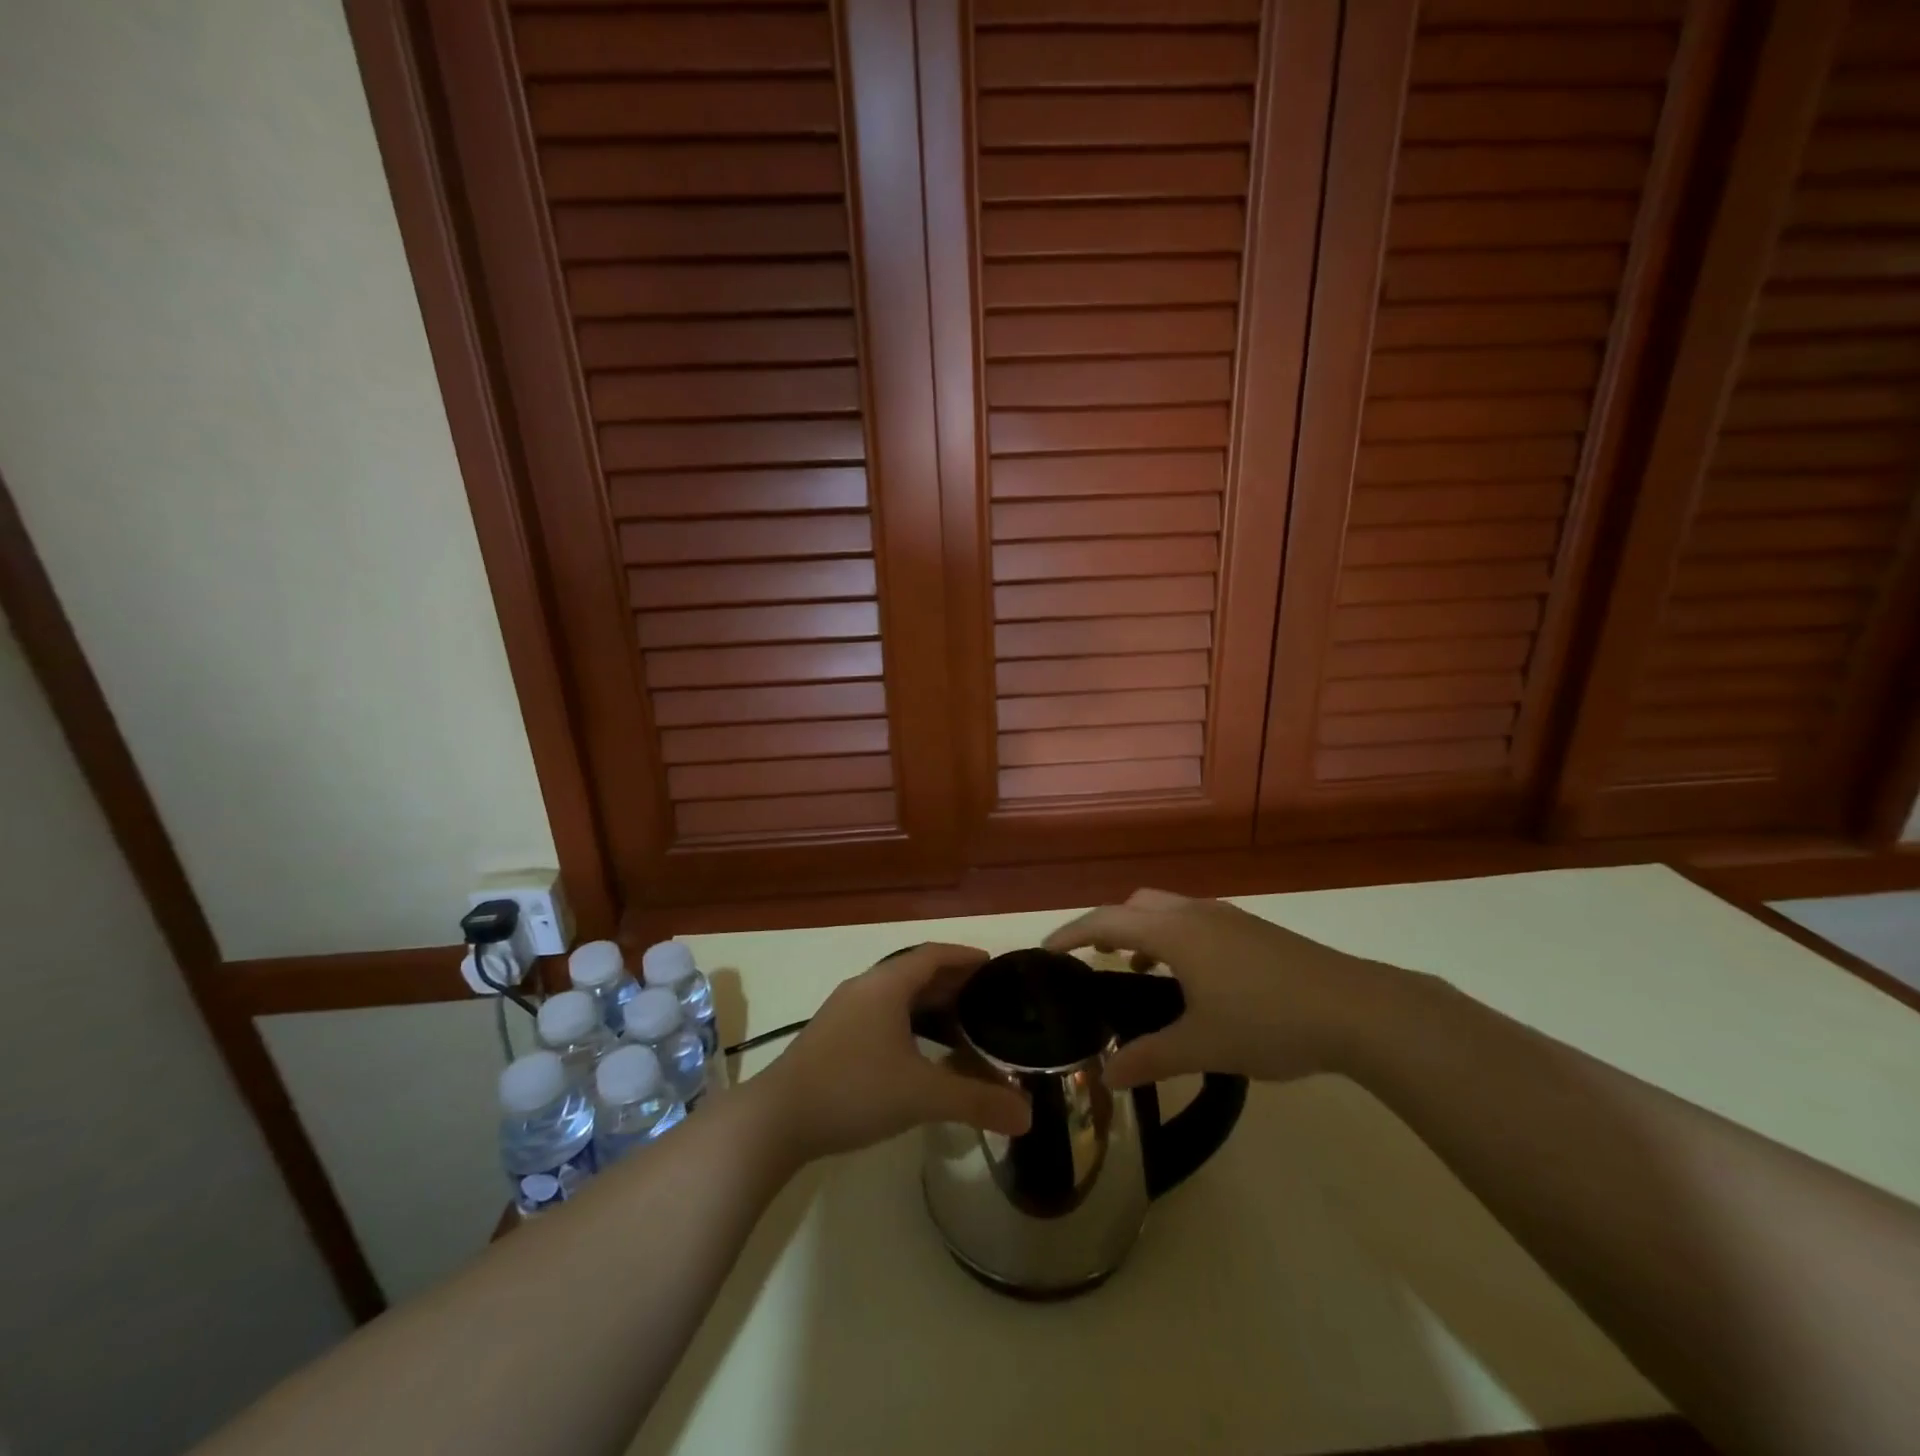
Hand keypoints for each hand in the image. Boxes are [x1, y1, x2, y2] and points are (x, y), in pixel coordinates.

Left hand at [756, 943, 1031, 1159]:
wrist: (776, 1119)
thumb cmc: (854, 1090)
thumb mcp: (922, 1096)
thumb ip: (977, 1101)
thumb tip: (1028, 1116)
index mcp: (886, 985)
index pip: (933, 955)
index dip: (965, 956)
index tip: (993, 965)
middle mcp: (864, 988)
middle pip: (915, 973)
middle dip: (951, 984)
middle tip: (986, 1001)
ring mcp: (843, 1011)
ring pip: (895, 996)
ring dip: (928, 1006)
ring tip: (960, 1029)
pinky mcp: (831, 1036)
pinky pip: (880, 1015)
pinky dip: (907, 1023)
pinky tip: (918, 1055)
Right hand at [1045, 889, 1401, 1089]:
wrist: (1356, 1010)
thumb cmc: (1268, 1022)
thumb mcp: (1203, 1046)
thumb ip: (1150, 1058)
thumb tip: (1107, 1076)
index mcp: (1175, 932)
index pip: (1106, 921)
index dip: (1072, 933)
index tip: (1047, 951)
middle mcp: (1196, 913)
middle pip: (1136, 904)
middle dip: (1108, 926)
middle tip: (1093, 961)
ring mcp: (1229, 917)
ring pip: (1169, 910)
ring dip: (1145, 932)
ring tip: (1140, 972)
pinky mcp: (1254, 930)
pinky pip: (1196, 921)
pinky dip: (1175, 938)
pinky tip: (1193, 980)